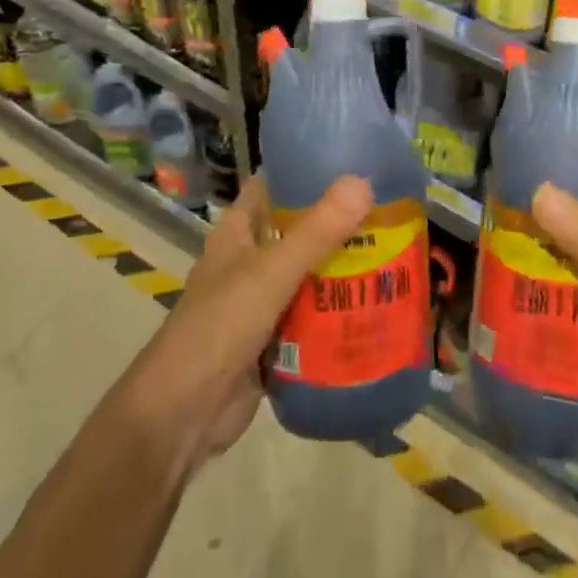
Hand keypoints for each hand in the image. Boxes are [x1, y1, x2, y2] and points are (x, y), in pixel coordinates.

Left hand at [114, 174, 372, 479]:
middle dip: (338, 224)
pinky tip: (375, 306)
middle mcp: (249, 261)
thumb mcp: (271, 273)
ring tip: (395, 253)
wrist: (182, 417)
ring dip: (342, 269)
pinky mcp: (273, 341)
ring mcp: (260, 302)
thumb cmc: (219, 327)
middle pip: (298, 231)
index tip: (352, 161)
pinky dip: (336, 312)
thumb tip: (363, 182)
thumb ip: (316, 232)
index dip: (304, 170)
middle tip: (391, 211)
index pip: (272, 187)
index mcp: (238, 232)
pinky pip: (311, 317)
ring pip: (308, 275)